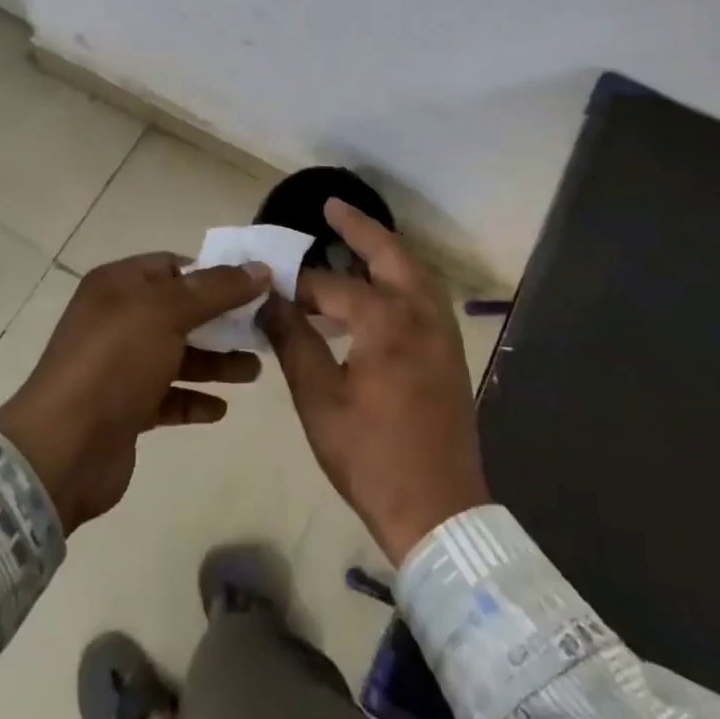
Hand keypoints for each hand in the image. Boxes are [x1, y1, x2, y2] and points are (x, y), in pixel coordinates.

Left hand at [0, 253, 267, 532]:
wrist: (63, 449)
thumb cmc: (115, 363)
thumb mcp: (167, 312)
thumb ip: (217, 289)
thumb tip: (261, 268)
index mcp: (118, 286)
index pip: (173, 266)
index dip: (213, 273)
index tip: (255, 287)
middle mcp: (117, 319)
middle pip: (180, 312)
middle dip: (222, 321)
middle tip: (264, 331)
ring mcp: (120, 366)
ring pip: (178, 356)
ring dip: (216, 362)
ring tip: (254, 372)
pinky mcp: (125, 409)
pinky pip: (168, 397)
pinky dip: (194, 399)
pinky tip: (221, 409)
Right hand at [260, 199, 488, 563]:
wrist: (439, 510)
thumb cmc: (371, 457)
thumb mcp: (319, 401)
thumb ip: (294, 342)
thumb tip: (269, 301)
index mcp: (386, 321)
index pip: (331, 287)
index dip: (297, 287)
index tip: (269, 287)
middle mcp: (420, 313)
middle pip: (391, 254)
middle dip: (360, 228)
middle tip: (331, 207)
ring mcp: (442, 332)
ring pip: (415, 271)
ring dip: (386, 250)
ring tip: (354, 240)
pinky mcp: (450, 351)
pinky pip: (425, 295)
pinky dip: (402, 277)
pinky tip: (382, 289)